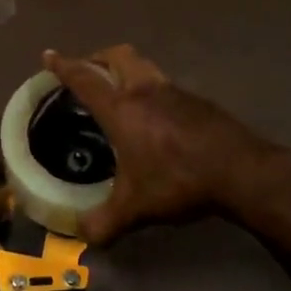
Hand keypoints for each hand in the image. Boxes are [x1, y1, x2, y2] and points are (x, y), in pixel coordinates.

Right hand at [43, 45, 274, 245]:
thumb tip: (83, 236)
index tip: (49, 55)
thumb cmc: (178, 180)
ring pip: (144, 66)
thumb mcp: (136, 208)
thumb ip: (105, 222)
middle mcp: (145, 91)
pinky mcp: (198, 102)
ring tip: (119, 94)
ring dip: (126, 71)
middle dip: (97, 58)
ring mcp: (175, 92)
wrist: (241, 171)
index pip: (85, 79)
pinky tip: (155, 118)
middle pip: (117, 56)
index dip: (64, 66)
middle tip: (87, 71)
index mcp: (121, 108)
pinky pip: (164, 85)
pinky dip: (150, 90)